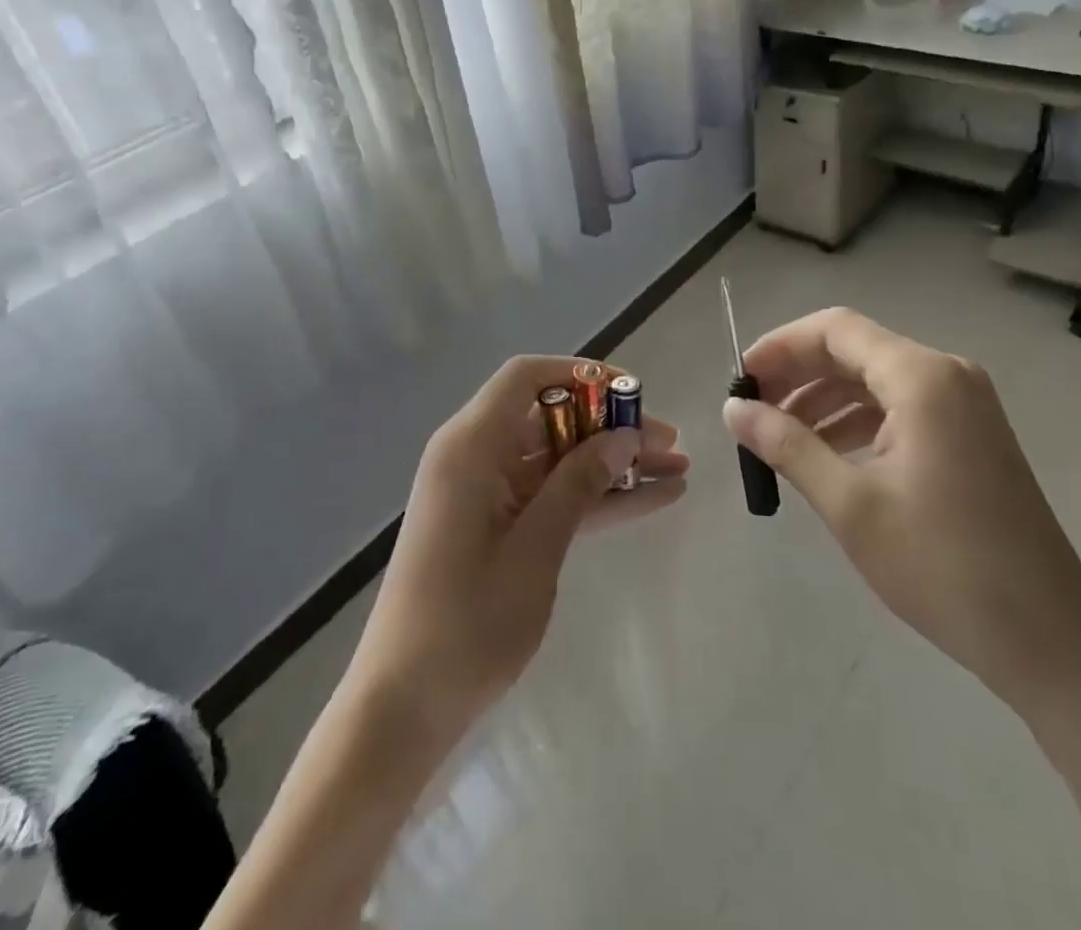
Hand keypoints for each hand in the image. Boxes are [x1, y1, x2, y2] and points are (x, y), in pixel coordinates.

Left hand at [348, 355, 687, 744]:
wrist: (404, 706)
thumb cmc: (466, 622)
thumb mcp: (535, 547)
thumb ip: (579, 484)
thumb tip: (624, 436)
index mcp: (471, 445)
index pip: (526, 378)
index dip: (582, 374)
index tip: (632, 393)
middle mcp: (476, 456)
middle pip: (551, 418)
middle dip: (610, 427)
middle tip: (670, 442)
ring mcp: (486, 493)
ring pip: (558, 459)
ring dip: (611, 465)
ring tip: (676, 470)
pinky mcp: (496, 527)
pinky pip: (551, 496)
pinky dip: (594, 498)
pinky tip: (650, 500)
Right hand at [724, 308, 1080, 716]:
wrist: (1051, 642)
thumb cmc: (943, 567)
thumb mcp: (849, 504)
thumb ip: (786, 444)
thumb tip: (732, 409)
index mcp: (922, 378)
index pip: (834, 330)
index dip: (779, 346)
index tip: (739, 380)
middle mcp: (946, 375)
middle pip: (854, 350)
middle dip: (797, 374)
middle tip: (751, 410)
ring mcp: (964, 406)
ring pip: (874, 380)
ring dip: (823, 400)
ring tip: (777, 437)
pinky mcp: (970, 436)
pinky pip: (899, 408)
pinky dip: (856, 422)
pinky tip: (824, 454)